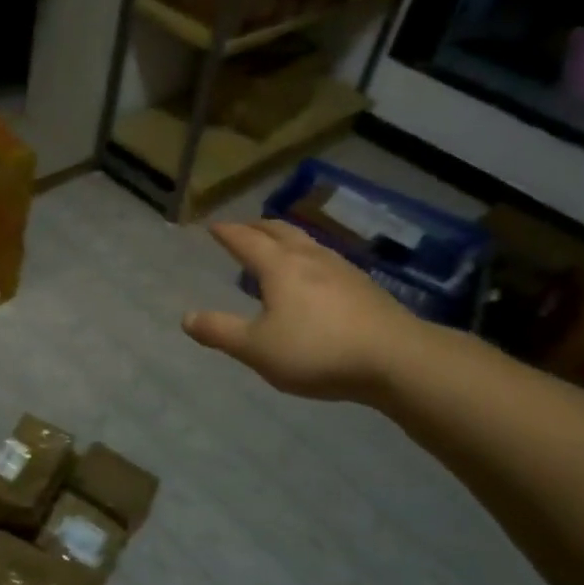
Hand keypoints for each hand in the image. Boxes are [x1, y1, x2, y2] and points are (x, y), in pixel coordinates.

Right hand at [182, 220, 427, 400]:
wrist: (397, 359)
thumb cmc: (318, 351)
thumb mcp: (257, 349)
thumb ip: (220, 332)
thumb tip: (186, 317)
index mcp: (279, 267)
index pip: (246, 241)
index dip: (227, 233)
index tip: (213, 226)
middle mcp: (309, 258)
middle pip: (279, 231)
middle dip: (256, 227)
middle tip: (242, 228)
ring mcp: (341, 269)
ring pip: (306, 242)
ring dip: (285, 238)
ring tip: (276, 246)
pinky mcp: (364, 286)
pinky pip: (326, 259)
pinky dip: (308, 256)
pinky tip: (315, 275)